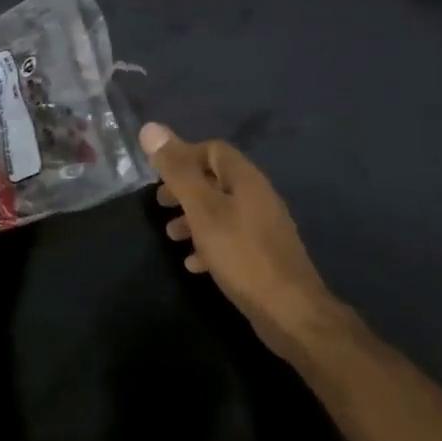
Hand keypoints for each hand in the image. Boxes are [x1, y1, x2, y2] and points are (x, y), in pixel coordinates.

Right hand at [142, 121, 342, 358]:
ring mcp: (263, 227)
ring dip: (194, 218)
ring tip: (171, 235)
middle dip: (185, 189)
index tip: (158, 173)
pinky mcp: (263, 255)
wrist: (291, 312)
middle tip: (160, 203)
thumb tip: (150, 128)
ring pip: (221, 211)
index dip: (185, 155)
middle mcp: (258, 196)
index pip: (214, 149)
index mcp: (246, 178)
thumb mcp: (202, 210)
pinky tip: (193, 264)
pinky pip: (231, 239)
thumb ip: (177, 171)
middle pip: (216, 180)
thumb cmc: (242, 254)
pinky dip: (209, 244)